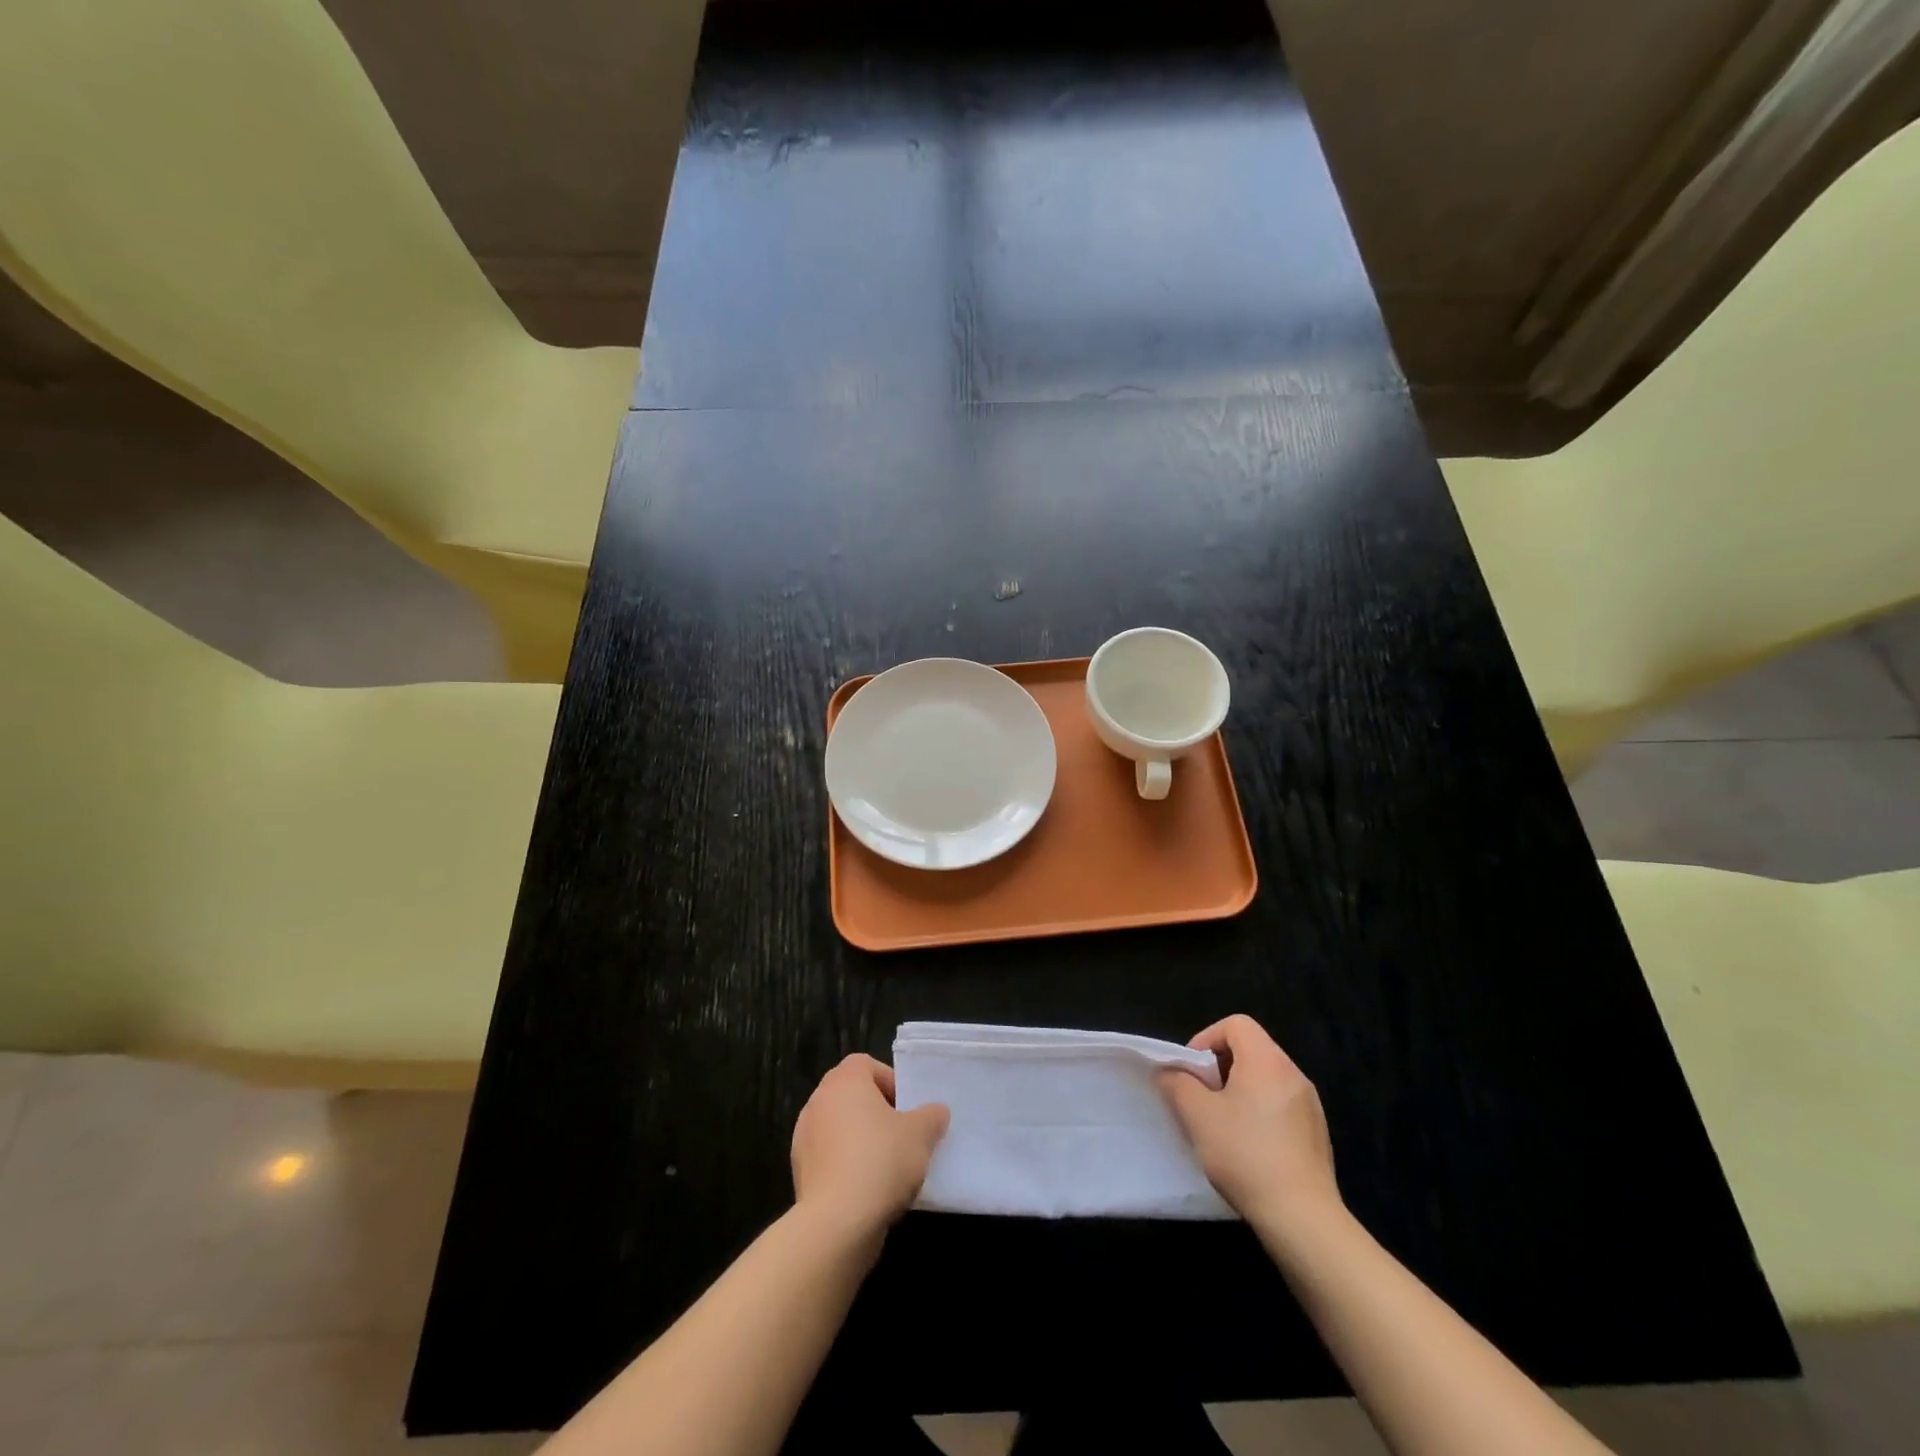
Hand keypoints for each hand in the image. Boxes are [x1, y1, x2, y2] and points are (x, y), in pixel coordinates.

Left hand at [791, 1054, 948, 1238]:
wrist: (836, 1223)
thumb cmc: (880, 1161)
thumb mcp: (921, 1134)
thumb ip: (931, 1116)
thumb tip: (935, 1112)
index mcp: (844, 1081)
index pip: (866, 1065)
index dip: (890, 1082)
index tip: (907, 1109)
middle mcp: (818, 1101)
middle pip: (851, 1096)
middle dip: (876, 1112)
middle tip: (901, 1135)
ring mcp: (804, 1137)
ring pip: (839, 1128)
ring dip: (860, 1140)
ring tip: (886, 1167)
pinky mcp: (800, 1172)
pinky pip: (829, 1158)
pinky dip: (845, 1166)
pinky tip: (867, 1190)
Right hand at [1158, 1015, 1341, 1238]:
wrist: (1302, 1218)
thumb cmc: (1245, 1155)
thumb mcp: (1197, 1116)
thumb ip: (1177, 1084)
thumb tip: (1168, 1072)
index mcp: (1267, 1061)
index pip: (1236, 1024)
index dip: (1207, 1038)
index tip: (1192, 1071)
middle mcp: (1293, 1074)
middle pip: (1251, 1049)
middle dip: (1220, 1066)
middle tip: (1201, 1097)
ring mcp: (1310, 1105)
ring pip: (1266, 1079)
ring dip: (1239, 1090)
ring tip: (1221, 1123)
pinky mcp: (1317, 1133)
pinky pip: (1281, 1105)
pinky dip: (1260, 1112)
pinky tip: (1248, 1147)